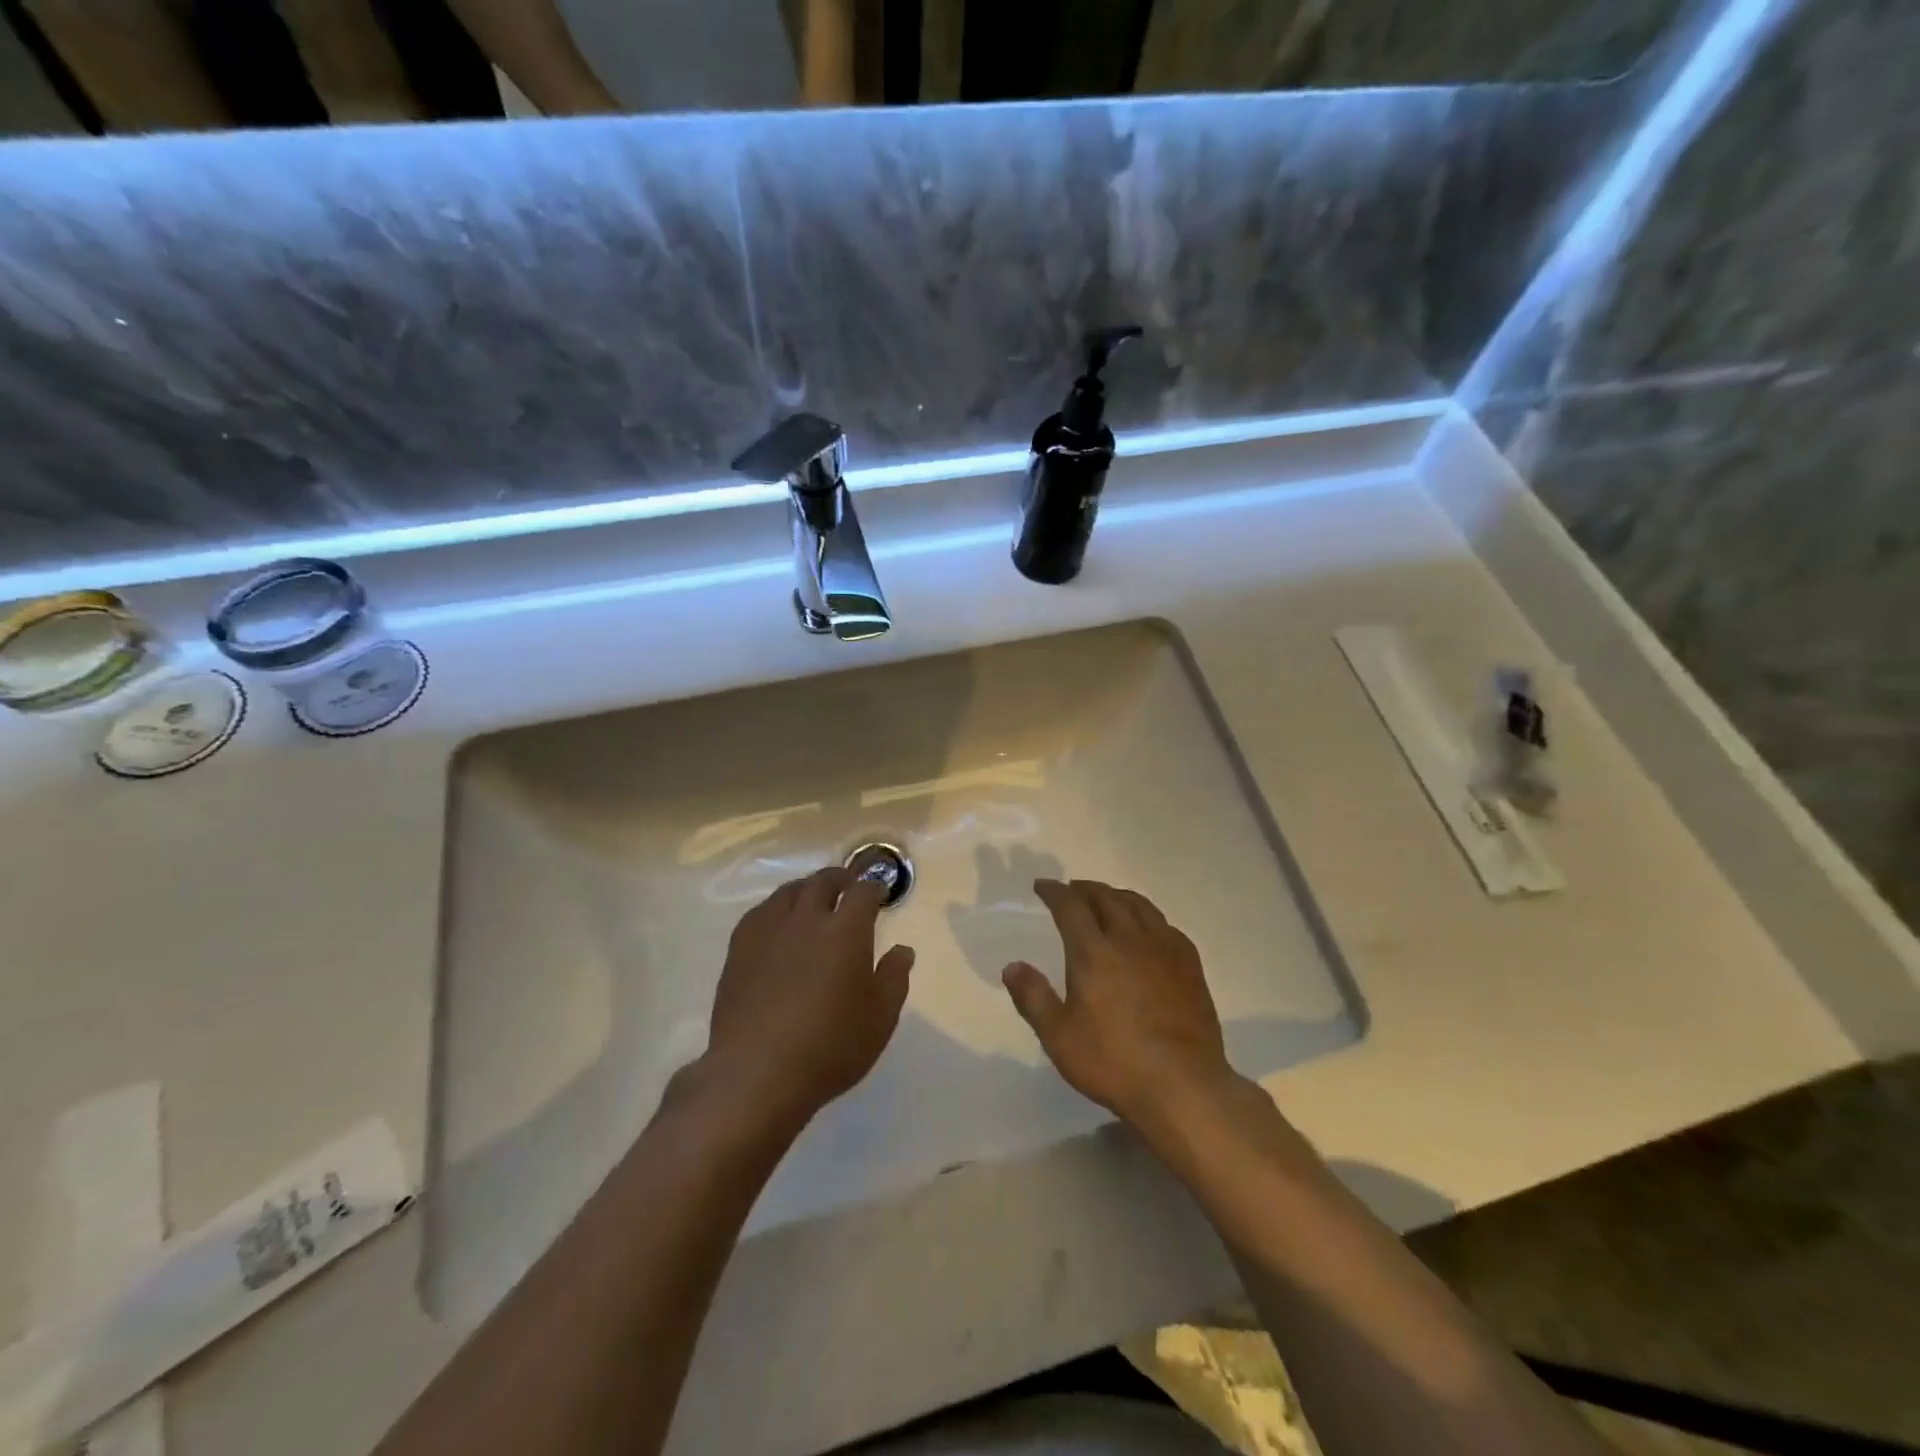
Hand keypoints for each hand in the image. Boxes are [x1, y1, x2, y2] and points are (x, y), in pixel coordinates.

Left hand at [701, 867, 914, 1129]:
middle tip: (848, 886)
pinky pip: (761, 912)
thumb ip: (894, 978)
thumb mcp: (880, 1019)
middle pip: (823, 881)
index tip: (879, 893)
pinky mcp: (739, 948)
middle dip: (840, 878)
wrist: (756, 1072)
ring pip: (789, 891)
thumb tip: (902, 950)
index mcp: (846, 930)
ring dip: (807, 889)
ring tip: (813, 900)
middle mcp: (807, 919)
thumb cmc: (829, 1047)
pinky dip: (777, 908)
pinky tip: (778, 924)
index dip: (874, 887)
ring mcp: (769, 930)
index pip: (863, 891)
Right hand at [1002, 879, 1240, 1131]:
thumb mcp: (1059, 1037)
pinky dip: (1147, 916)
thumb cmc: (1114, 1062)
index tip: (1043, 886)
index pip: (1071, 907)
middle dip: (1085, 889)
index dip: (1055, 892)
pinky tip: (1146, 929)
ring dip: (1116, 895)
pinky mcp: (1189, 965)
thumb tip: (1012, 966)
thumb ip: (1033, 997)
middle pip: (1106, 898)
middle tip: (1072, 890)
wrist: (1183, 1085)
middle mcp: (1129, 940)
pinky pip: (1165, 924)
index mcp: (1094, 953)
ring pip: (1139, 905)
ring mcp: (1164, 949)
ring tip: (1106, 899)